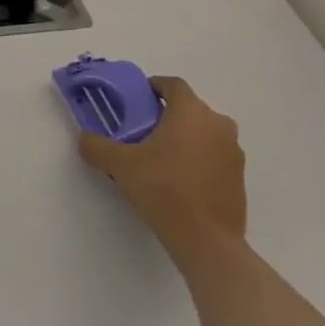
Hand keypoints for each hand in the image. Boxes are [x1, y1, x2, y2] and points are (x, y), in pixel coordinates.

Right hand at [76, 76, 245, 258]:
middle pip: (189, 108)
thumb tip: (85, 139)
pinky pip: (213, 155)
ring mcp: (233, 152)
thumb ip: (97, 146)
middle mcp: (218, 125)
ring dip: (183, 137)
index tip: (135, 100)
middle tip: (141, 132)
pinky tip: (177, 180)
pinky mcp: (239, 178)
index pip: (173, 84)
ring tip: (158, 158)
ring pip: (203, 133)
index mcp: (192, 112)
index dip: (153, 87)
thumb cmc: (164, 189)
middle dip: (166, 115)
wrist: (207, 241)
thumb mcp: (119, 165)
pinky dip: (196, 159)